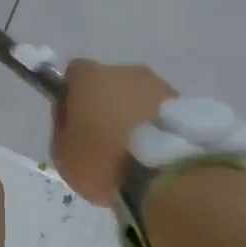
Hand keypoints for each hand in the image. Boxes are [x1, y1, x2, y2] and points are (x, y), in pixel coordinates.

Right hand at [51, 60, 177, 206]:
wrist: (163, 175)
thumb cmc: (103, 162)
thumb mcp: (63, 154)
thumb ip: (62, 127)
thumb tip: (72, 115)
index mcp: (91, 78)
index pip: (73, 73)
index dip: (70, 95)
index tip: (73, 122)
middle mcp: (126, 72)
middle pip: (108, 83)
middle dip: (105, 104)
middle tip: (104, 140)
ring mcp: (158, 85)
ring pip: (137, 96)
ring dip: (132, 114)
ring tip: (134, 150)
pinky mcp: (183, 103)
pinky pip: (159, 111)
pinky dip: (154, 125)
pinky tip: (153, 151)